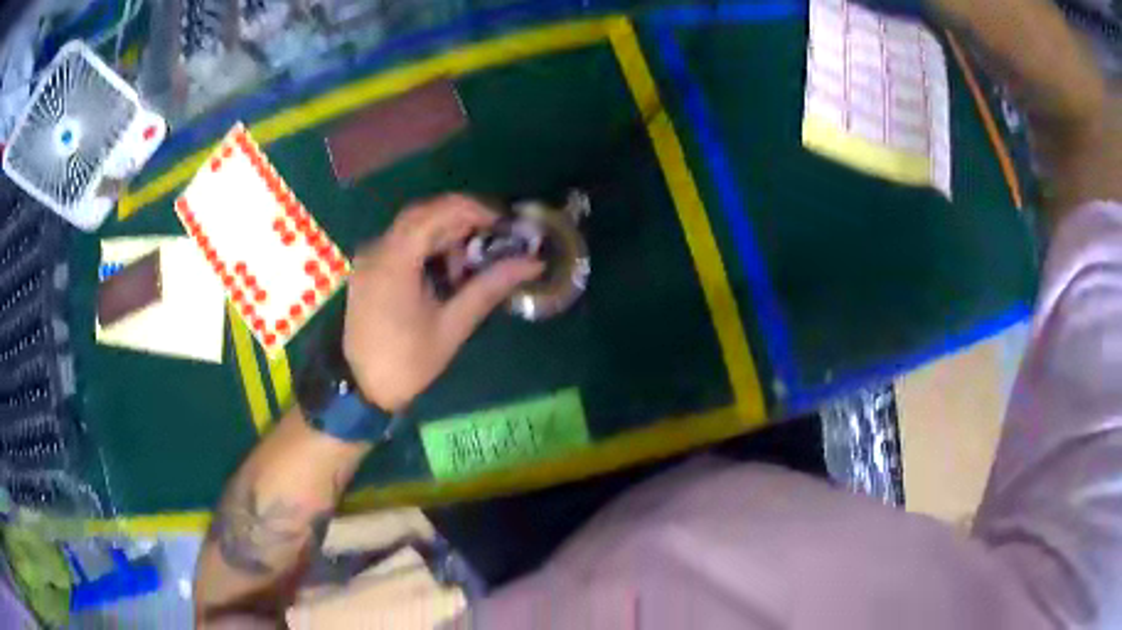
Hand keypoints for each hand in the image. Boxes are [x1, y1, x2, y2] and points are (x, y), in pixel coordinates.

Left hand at [343, 194, 543, 411]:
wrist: (363, 389)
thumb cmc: (408, 362)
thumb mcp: (453, 326)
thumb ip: (489, 287)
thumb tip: (532, 263)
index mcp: (394, 261)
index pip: (435, 213)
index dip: (473, 209)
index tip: (503, 223)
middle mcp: (377, 250)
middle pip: (423, 215)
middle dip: (462, 220)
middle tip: (493, 239)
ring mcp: (370, 258)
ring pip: (412, 227)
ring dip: (445, 235)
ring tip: (469, 266)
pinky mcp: (369, 269)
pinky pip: (402, 243)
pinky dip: (428, 247)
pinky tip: (445, 273)